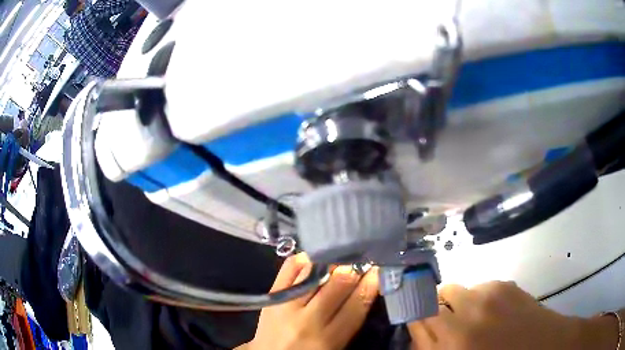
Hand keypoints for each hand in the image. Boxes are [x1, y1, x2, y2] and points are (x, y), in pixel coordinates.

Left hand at [242, 253, 378, 349]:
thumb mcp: (336, 344)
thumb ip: (350, 318)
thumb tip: (365, 285)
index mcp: (330, 338)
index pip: (357, 304)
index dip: (371, 283)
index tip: (377, 270)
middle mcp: (309, 320)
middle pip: (338, 283)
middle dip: (354, 268)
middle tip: (361, 261)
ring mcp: (287, 304)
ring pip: (315, 272)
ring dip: (332, 262)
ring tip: (342, 256)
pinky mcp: (272, 294)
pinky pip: (290, 267)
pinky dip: (306, 259)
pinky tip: (316, 258)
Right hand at [408, 281, 618, 349]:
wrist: (537, 344)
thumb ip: (429, 344)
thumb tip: (417, 325)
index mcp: (454, 340)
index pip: (421, 314)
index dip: (419, 315)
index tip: (423, 320)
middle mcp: (469, 313)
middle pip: (440, 293)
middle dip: (441, 306)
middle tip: (452, 321)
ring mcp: (489, 295)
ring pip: (461, 289)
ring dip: (462, 302)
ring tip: (477, 318)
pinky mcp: (505, 284)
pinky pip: (481, 286)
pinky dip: (481, 297)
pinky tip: (494, 312)